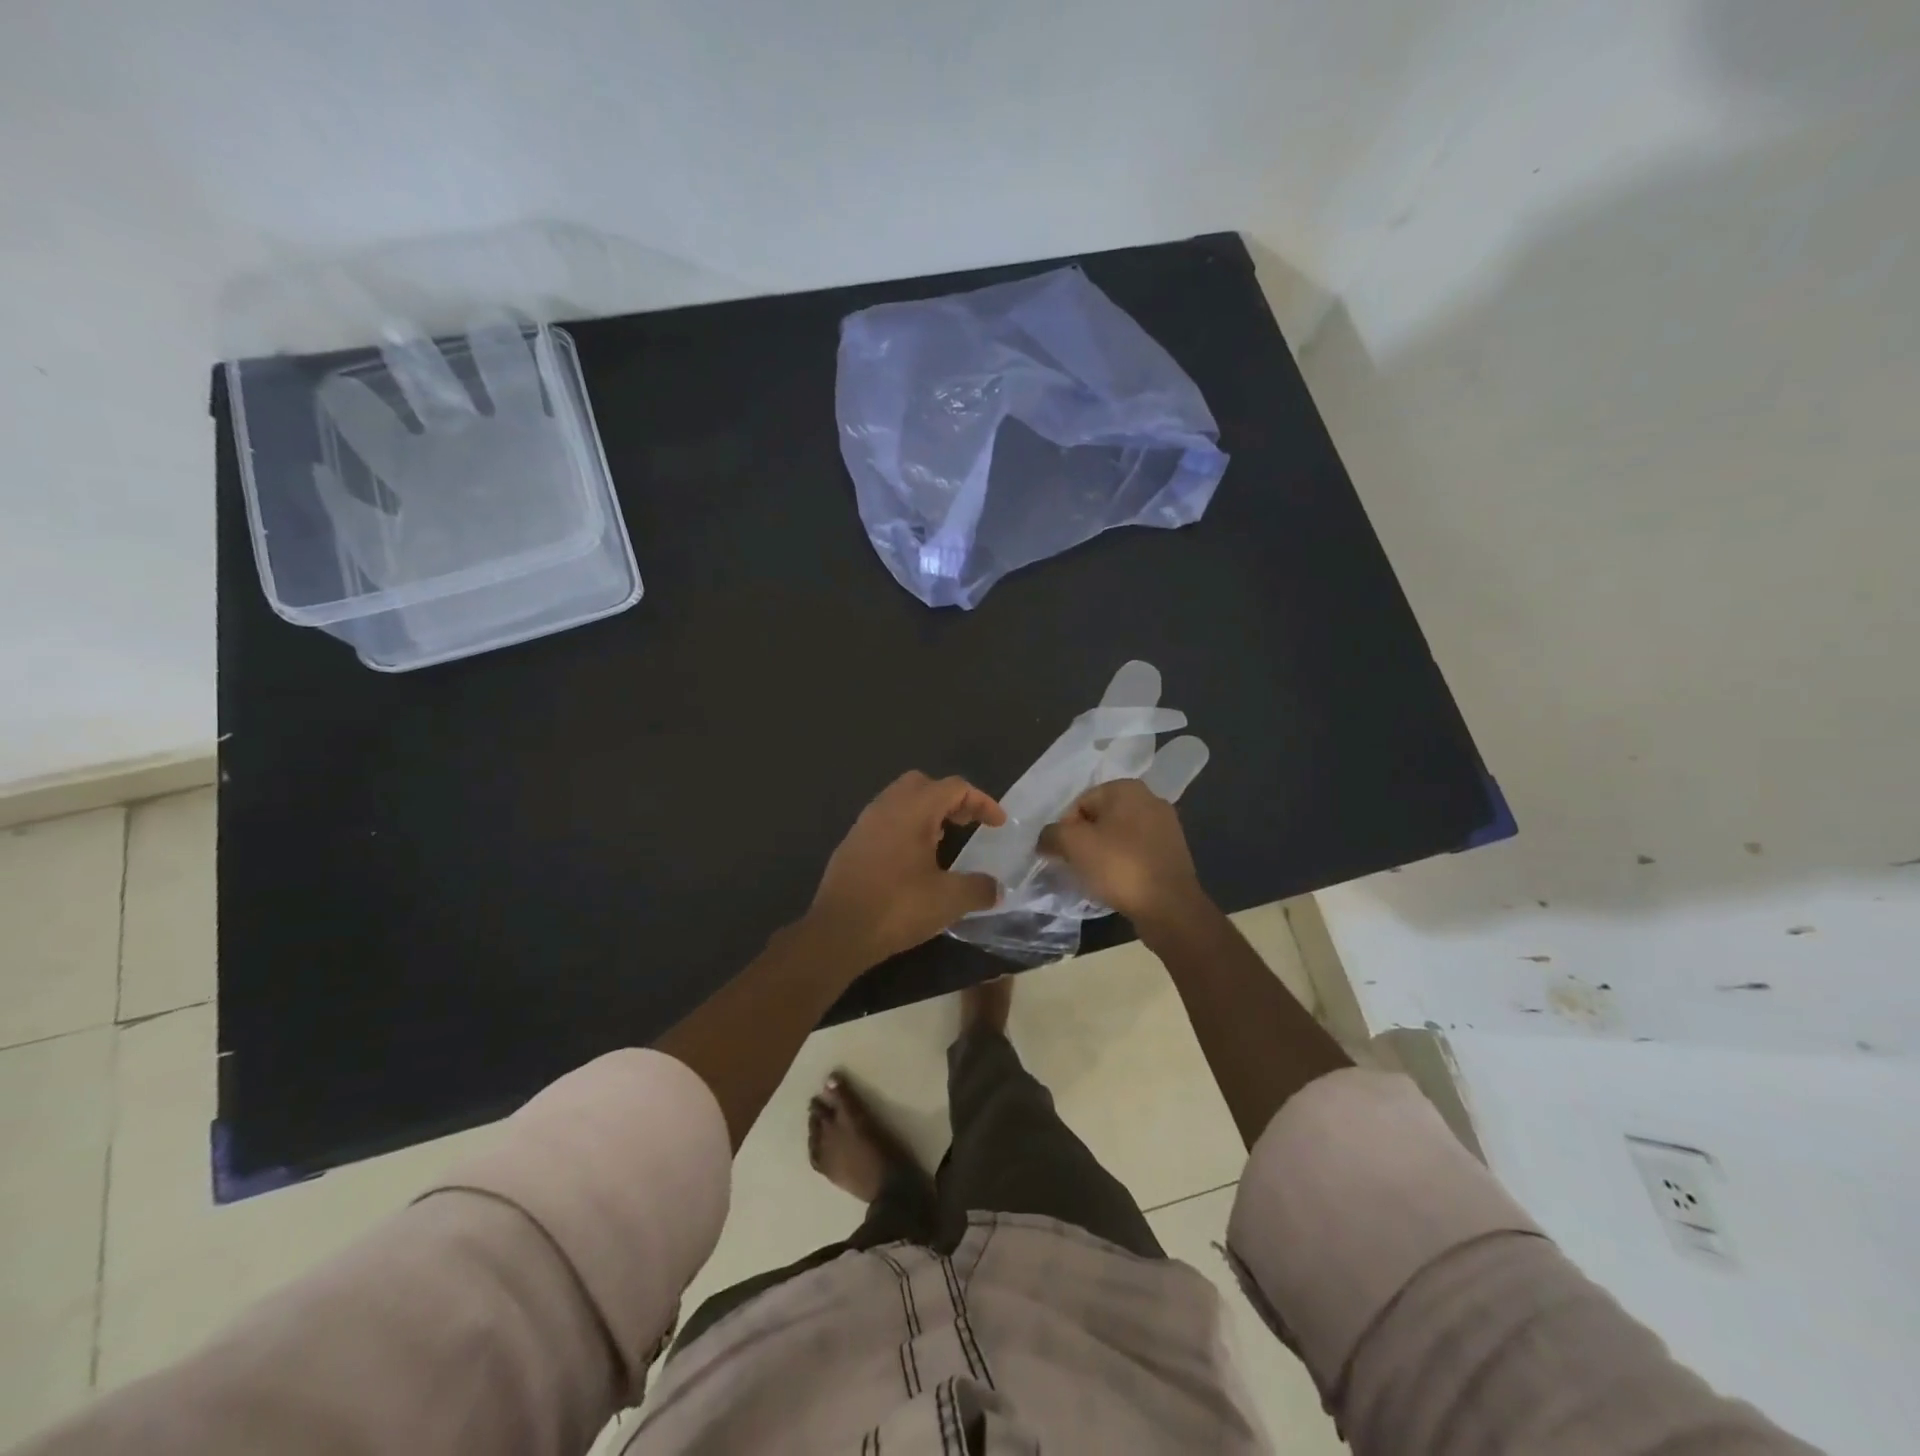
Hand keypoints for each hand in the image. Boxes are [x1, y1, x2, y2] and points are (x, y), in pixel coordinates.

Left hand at [805, 772, 1006, 971]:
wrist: (837, 932)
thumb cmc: (897, 908)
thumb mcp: (948, 900)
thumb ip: (979, 888)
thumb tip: (996, 888)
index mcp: (913, 810)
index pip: (954, 787)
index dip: (981, 801)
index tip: (998, 824)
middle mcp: (886, 806)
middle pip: (923, 784)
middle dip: (950, 799)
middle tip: (967, 824)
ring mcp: (864, 823)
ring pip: (900, 800)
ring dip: (926, 812)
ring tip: (942, 841)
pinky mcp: (851, 844)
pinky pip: (884, 820)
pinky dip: (905, 827)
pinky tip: (912, 860)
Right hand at [1038, 779, 1208, 931]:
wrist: (1169, 907)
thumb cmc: (1120, 866)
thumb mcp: (1074, 845)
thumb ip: (1052, 834)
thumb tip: (1046, 839)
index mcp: (1127, 788)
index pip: (1080, 803)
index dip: (1065, 829)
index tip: (1062, 854)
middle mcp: (1150, 799)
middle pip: (1100, 818)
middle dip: (1084, 840)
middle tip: (1075, 865)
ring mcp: (1166, 826)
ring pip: (1118, 836)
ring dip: (1103, 853)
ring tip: (1095, 877)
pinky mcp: (1173, 852)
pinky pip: (1136, 852)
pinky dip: (1122, 863)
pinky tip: (1117, 883)